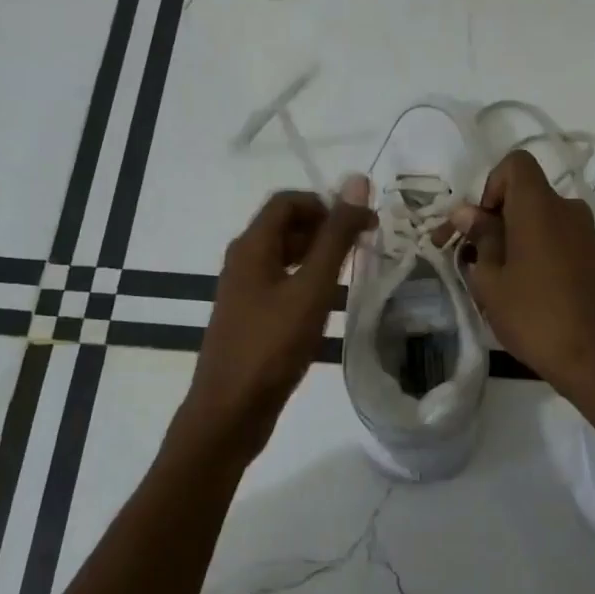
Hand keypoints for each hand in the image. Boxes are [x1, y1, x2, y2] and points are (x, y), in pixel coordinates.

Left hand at [178, 178, 374, 461]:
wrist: (229, 412)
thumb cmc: (271, 346)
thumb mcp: (311, 288)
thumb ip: (335, 237)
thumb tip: (356, 181)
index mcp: (252, 246)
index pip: (288, 201)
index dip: (326, 203)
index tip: (362, 224)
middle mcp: (244, 261)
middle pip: (287, 227)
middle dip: (327, 229)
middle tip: (365, 248)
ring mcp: (244, 292)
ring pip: (286, 258)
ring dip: (320, 258)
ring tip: (356, 276)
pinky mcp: (251, 318)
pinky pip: (283, 286)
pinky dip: (309, 285)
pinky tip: (332, 307)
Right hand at [449, 152, 594, 398]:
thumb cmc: (536, 316)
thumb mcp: (492, 280)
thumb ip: (480, 239)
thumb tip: (467, 213)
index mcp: (540, 206)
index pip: (515, 164)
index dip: (490, 186)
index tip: (480, 225)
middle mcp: (568, 210)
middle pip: (525, 196)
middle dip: (495, 220)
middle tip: (471, 259)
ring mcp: (587, 235)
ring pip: (540, 222)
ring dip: (514, 241)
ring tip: (494, 284)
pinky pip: (557, 242)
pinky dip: (536, 255)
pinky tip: (525, 294)